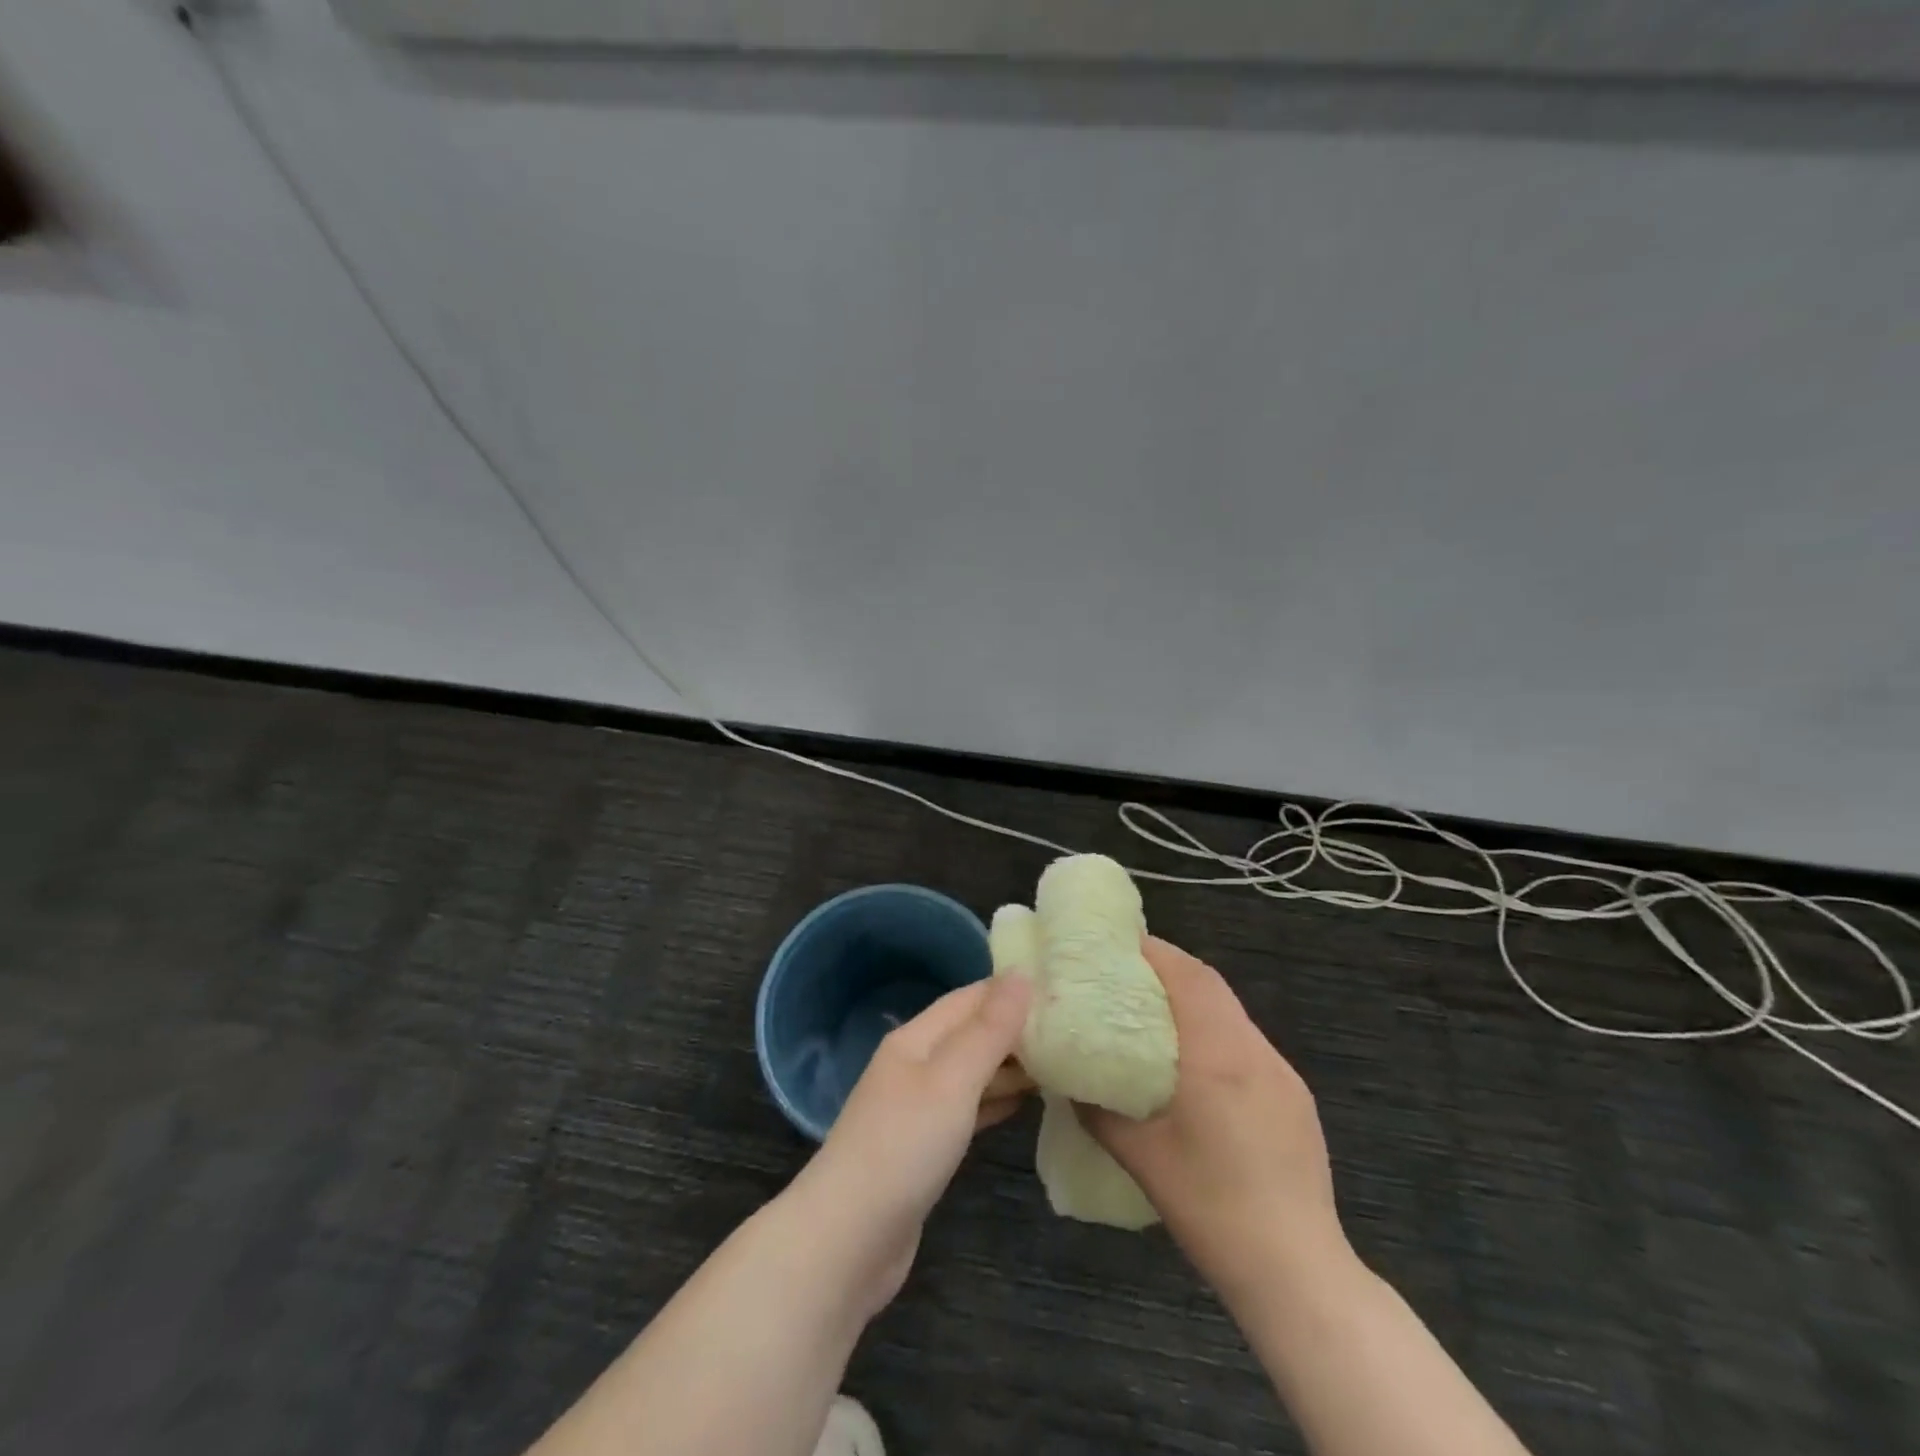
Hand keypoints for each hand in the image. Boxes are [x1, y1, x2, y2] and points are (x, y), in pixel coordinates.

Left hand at [787, 974, 1033, 1319]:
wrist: (849, 1240)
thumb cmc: (903, 1146)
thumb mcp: (952, 1080)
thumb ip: (989, 1030)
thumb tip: (1021, 974)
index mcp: (916, 1039)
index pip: (969, 998)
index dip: (1010, 990)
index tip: (1058, 986)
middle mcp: (915, 1065)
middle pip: (970, 1034)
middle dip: (1015, 1028)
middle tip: (1069, 1027)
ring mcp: (917, 1109)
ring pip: (972, 1073)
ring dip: (1010, 1066)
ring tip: (1060, 1061)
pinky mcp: (924, 1149)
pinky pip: (968, 1110)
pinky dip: (997, 1101)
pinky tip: (1026, 1103)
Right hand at [1078, 937, 1343, 1296]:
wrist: (1299, 1272)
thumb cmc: (1211, 1207)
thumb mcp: (1141, 1158)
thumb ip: (1099, 1110)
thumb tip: (1070, 1081)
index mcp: (1217, 1055)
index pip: (1188, 976)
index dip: (1154, 951)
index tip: (1118, 944)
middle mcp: (1254, 1050)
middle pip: (1211, 985)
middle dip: (1170, 968)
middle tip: (1127, 974)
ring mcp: (1282, 1073)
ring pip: (1232, 1013)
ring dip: (1194, 1001)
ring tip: (1155, 1015)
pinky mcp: (1296, 1098)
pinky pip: (1249, 1044)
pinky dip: (1217, 1033)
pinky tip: (1197, 1067)